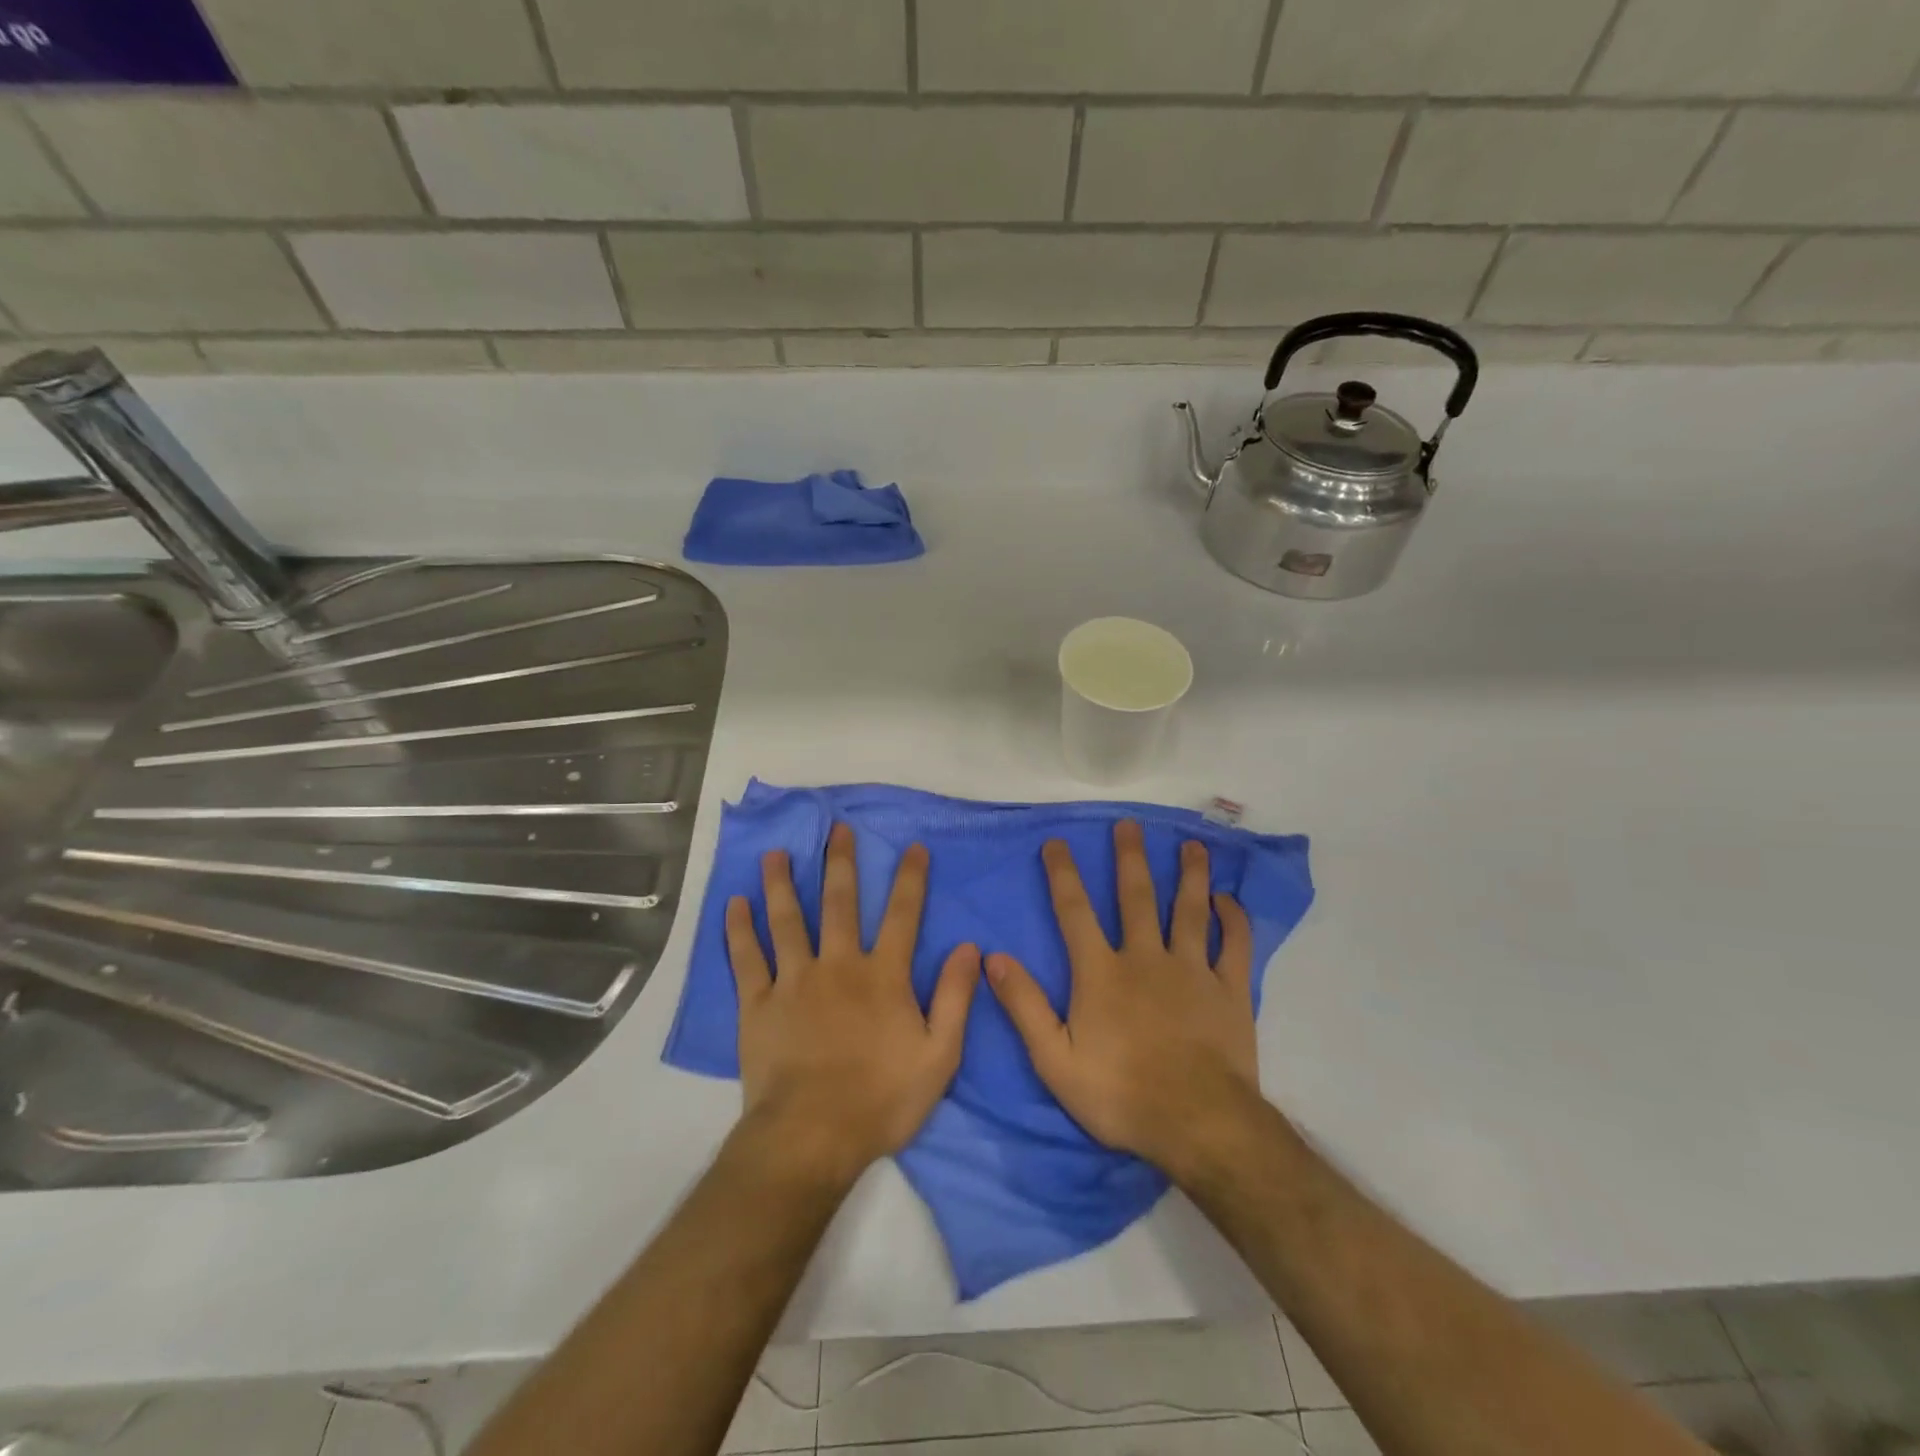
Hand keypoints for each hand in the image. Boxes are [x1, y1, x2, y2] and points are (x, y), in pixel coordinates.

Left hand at [726, 823, 979, 1180]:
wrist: (812, 1137)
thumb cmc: (881, 1100)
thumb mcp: (939, 1056)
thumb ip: (955, 998)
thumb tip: (970, 948)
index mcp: (883, 976)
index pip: (902, 915)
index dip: (910, 878)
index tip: (913, 846)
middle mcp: (838, 965)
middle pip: (841, 903)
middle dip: (841, 863)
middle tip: (836, 829)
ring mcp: (794, 981)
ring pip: (788, 920)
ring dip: (783, 884)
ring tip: (775, 854)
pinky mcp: (758, 1004)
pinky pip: (747, 958)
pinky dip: (740, 929)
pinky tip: (735, 904)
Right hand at [985, 820, 1261, 1178]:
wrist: (1197, 1123)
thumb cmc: (1120, 1094)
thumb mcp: (1054, 1060)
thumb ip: (1024, 1006)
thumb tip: (993, 957)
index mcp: (1102, 972)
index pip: (1075, 911)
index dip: (1063, 874)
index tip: (1056, 843)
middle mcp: (1146, 958)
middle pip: (1136, 897)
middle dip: (1130, 858)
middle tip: (1130, 824)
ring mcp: (1192, 971)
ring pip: (1189, 910)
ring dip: (1190, 875)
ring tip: (1192, 845)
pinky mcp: (1230, 990)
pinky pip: (1234, 945)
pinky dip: (1232, 919)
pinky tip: (1228, 900)